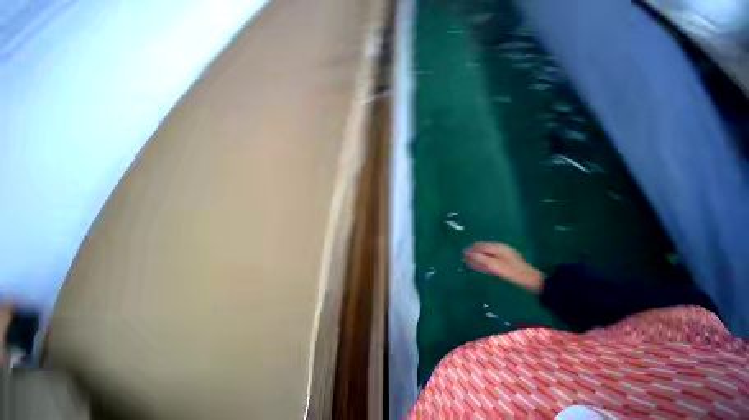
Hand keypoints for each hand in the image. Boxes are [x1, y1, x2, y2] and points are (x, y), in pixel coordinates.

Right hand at [463, 242, 543, 293]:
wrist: (532, 281)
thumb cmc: (512, 272)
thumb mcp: (494, 265)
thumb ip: (480, 258)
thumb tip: (468, 253)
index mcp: (497, 247)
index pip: (479, 245)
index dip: (470, 250)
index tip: (462, 255)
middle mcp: (500, 248)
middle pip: (483, 248)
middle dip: (473, 253)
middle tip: (465, 260)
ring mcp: (504, 254)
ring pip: (487, 253)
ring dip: (478, 257)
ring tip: (471, 263)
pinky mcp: (507, 261)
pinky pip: (492, 258)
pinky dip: (485, 261)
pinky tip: (482, 266)